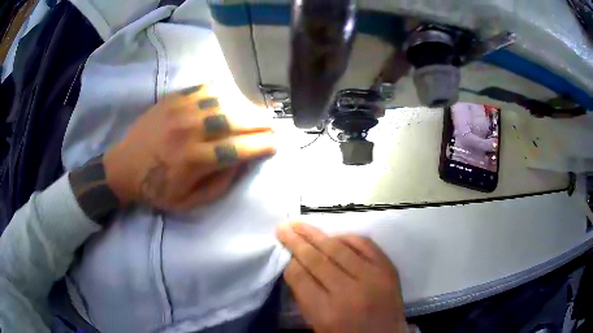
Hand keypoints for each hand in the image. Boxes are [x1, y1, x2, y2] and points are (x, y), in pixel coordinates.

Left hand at [103, 84, 274, 210]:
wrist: (124, 166)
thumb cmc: (156, 189)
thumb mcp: (189, 201)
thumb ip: (220, 184)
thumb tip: (244, 162)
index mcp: (194, 159)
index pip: (238, 148)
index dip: (261, 145)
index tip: (275, 143)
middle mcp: (190, 130)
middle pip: (235, 120)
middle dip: (259, 122)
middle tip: (272, 124)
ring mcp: (181, 109)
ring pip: (223, 101)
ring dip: (245, 106)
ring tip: (257, 111)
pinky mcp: (173, 98)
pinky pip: (205, 89)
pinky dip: (223, 92)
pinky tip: (232, 98)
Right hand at [277, 222, 407, 332]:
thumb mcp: (318, 325)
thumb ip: (305, 298)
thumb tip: (296, 267)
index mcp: (327, 313)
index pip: (300, 277)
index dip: (289, 262)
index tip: (284, 253)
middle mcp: (349, 293)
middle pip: (316, 259)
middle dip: (296, 241)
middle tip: (283, 227)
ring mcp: (372, 278)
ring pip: (338, 248)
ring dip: (316, 234)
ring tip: (301, 225)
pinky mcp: (388, 269)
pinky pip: (365, 244)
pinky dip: (347, 237)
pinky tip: (334, 236)